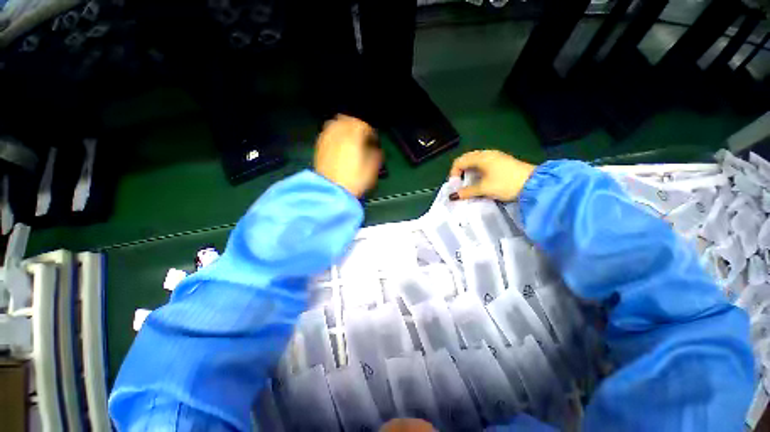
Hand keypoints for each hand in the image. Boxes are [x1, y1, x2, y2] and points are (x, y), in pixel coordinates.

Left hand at [314, 114, 381, 197]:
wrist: (332, 192)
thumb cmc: (354, 181)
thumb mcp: (371, 170)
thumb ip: (376, 156)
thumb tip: (376, 151)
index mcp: (353, 137)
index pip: (363, 125)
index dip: (370, 131)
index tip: (373, 139)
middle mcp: (339, 134)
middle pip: (347, 120)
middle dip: (356, 125)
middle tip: (362, 135)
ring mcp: (327, 139)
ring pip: (335, 124)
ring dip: (344, 127)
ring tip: (349, 137)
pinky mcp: (319, 147)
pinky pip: (327, 133)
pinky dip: (334, 134)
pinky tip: (338, 143)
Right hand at [448, 150, 535, 200]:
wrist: (534, 184)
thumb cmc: (505, 184)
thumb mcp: (484, 189)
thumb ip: (467, 192)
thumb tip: (453, 196)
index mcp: (480, 157)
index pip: (459, 162)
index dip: (453, 173)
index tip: (455, 186)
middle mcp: (486, 153)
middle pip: (466, 159)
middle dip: (460, 171)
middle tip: (460, 184)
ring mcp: (495, 156)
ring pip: (475, 161)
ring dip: (469, 171)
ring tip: (469, 183)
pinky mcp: (501, 161)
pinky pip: (483, 163)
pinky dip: (477, 170)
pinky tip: (481, 180)